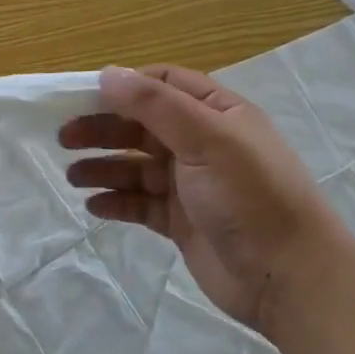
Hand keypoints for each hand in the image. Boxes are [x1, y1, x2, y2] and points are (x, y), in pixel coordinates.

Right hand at [59, 64, 346, 331]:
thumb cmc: (250, 196)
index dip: (125, 86)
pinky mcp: (182, 222)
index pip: (163, 84)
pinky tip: (93, 205)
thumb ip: (154, 104)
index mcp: (216, 113)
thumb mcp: (205, 138)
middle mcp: (202, 143)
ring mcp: (191, 185)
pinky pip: (140, 204)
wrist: (291, 279)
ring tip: (72, 176)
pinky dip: (116, 201)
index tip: (84, 95)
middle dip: (103, 128)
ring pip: (136, 166)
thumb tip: (108, 74)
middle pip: (142, 126)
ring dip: (104, 166)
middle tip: (64, 138)